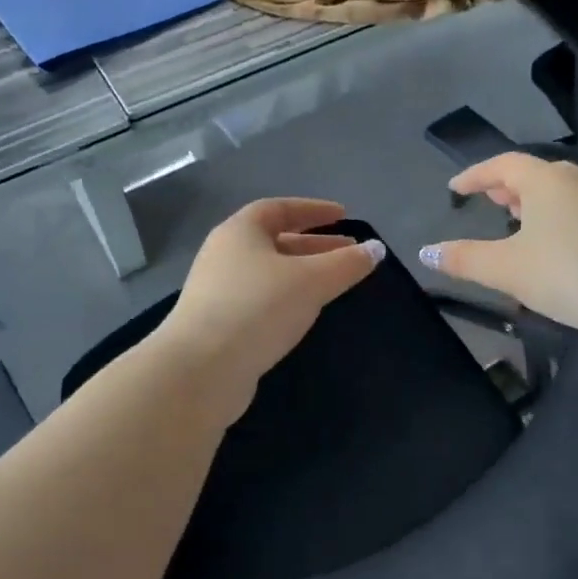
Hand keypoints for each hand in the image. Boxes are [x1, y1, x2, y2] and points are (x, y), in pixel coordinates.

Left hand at [156, 198, 385, 424]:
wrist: (200, 370)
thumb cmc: (257, 309)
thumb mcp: (311, 281)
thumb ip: (346, 264)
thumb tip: (376, 249)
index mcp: (240, 231)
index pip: (279, 208)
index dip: (313, 210)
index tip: (343, 216)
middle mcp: (224, 254)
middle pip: (275, 240)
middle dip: (314, 245)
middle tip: (348, 253)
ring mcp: (218, 291)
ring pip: (269, 273)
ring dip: (302, 274)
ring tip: (333, 284)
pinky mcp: (218, 323)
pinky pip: (260, 299)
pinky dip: (286, 298)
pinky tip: (304, 314)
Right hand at [418, 153, 577, 338]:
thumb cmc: (567, 274)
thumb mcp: (505, 269)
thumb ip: (464, 258)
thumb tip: (426, 252)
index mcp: (545, 180)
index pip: (502, 164)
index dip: (474, 175)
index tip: (454, 189)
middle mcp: (576, 180)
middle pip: (533, 173)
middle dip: (505, 186)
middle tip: (487, 200)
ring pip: (558, 191)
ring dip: (532, 201)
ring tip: (515, 221)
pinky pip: (577, 209)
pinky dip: (555, 216)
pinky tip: (553, 244)